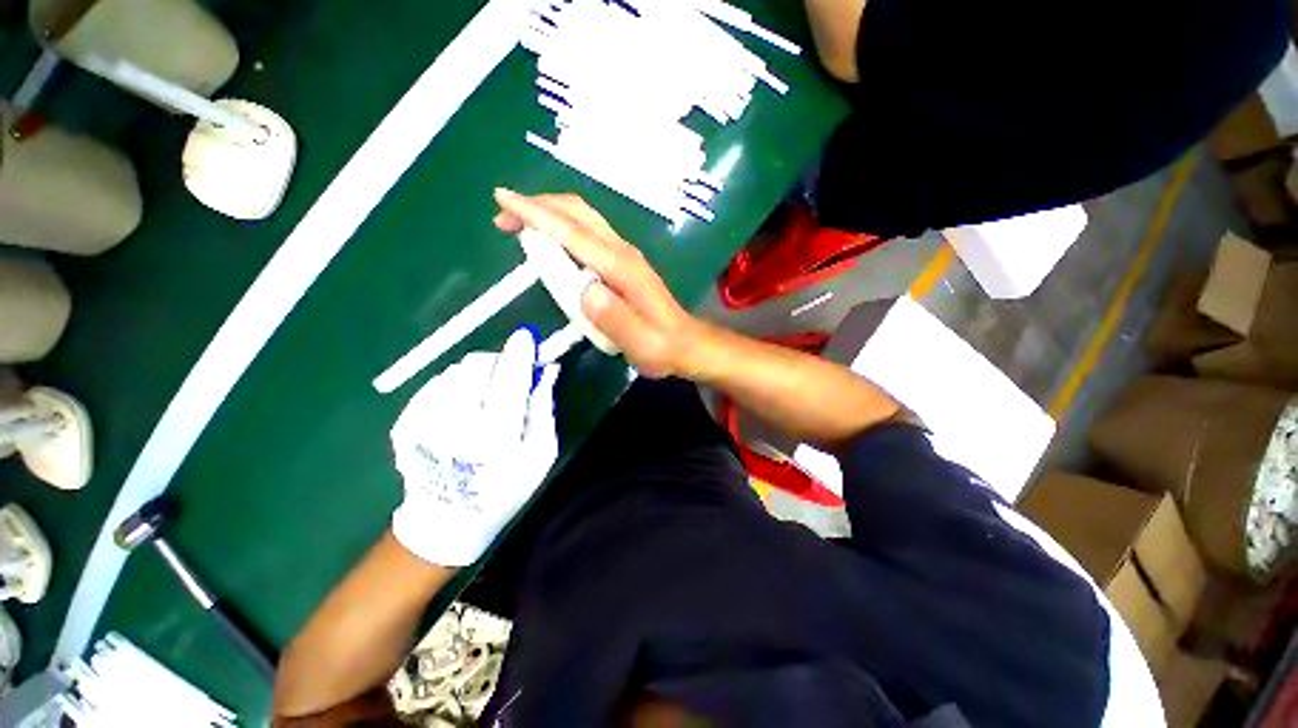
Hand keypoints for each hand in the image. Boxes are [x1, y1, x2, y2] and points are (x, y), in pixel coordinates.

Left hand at [389, 329, 559, 566]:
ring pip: (455, 372)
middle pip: (477, 367)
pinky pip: (436, 384)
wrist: (447, 519)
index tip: (527, 336)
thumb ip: (543, 409)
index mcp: (495, 437)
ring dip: (476, 373)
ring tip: (485, 394)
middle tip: (509, 373)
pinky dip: (455, 385)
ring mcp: (423, 423)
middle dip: (497, 361)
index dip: (519, 354)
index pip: (509, 380)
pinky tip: (462, 406)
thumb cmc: (504, 488)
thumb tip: (548, 370)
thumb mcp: (539, 454)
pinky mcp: (405, 422)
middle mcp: (454, 425)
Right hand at [493, 188, 709, 377]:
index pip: (574, 233)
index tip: (503, 199)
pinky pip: (587, 233)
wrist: (686, 344)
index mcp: (622, 267)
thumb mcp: (639, 342)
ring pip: (582, 219)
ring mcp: (624, 254)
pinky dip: (562, 228)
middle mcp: (622, 251)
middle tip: (502, 218)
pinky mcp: (623, 262)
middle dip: (537, 206)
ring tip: (517, 226)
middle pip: (577, 213)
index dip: (537, 215)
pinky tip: (549, 242)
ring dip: (548, 214)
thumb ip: (613, 318)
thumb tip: (584, 291)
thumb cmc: (661, 346)